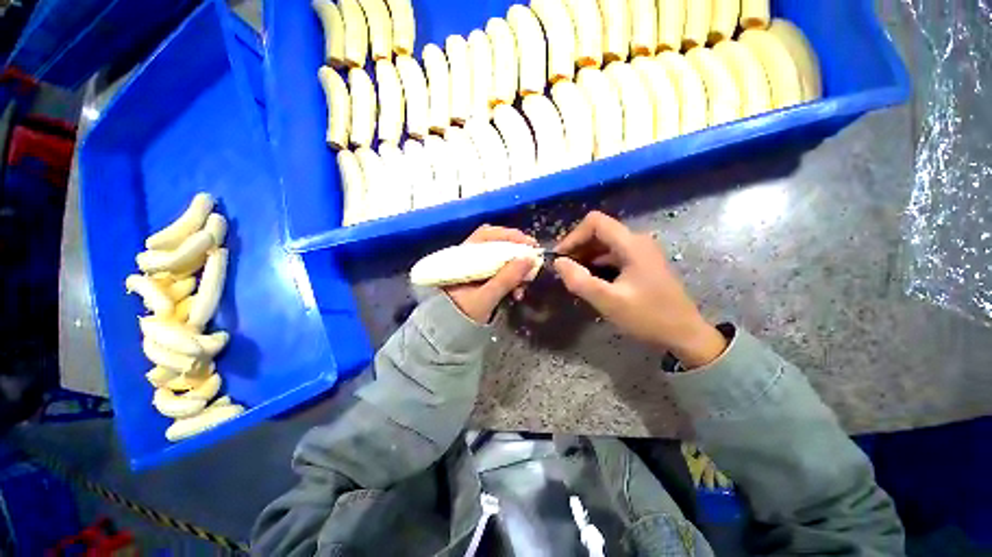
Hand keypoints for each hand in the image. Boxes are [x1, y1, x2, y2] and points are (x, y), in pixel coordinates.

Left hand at [444, 225, 538, 323]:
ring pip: (500, 258)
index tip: (531, 246)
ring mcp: (475, 268)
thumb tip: (530, 258)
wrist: (447, 333)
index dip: (512, 236)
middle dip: (517, 253)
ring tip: (524, 285)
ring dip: (516, 269)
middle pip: (497, 244)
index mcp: (465, 256)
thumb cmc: (462, 313)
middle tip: (533, 263)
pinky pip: (500, 271)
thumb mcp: (486, 297)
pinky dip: (511, 278)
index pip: (489, 234)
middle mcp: (469, 257)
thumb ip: (507, 278)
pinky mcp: (481, 279)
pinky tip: (517, 292)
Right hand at [553, 212, 726, 368]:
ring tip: (574, 277)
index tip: (560, 257)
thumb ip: (580, 281)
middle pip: (599, 232)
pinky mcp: (641, 264)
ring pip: (604, 245)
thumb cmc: (649, 317)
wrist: (685, 335)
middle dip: (577, 248)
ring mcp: (641, 252)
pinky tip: (591, 281)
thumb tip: (558, 262)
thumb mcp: (609, 301)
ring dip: (586, 257)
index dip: (573, 236)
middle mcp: (637, 242)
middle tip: (564, 270)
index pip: (595, 222)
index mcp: (632, 244)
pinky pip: (612, 256)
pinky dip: (597, 264)